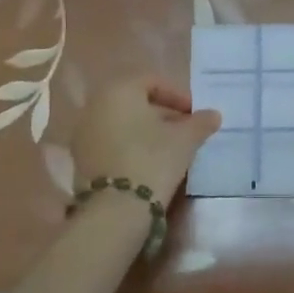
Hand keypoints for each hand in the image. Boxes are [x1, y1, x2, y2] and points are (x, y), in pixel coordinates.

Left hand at [71, 75, 221, 201]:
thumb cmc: (153, 160)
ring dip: (145, 131)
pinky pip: (110, 142)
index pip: (153, 82)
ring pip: (122, 123)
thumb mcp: (185, 139)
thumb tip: (213, 115)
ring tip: (169, 148)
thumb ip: (200, 122)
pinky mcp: (80, 159)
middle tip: (184, 130)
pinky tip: (148, 162)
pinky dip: (129, 145)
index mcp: (119, 90)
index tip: (194, 114)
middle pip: (135, 102)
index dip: (178, 96)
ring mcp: (83, 132)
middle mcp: (95, 105)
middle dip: (162, 114)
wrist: (116, 210)